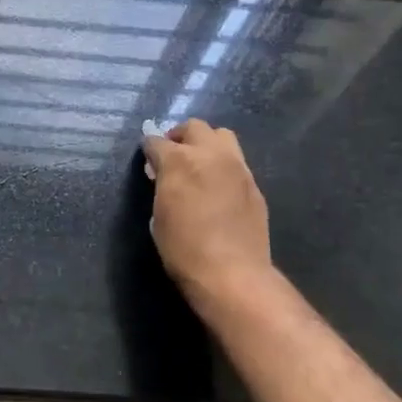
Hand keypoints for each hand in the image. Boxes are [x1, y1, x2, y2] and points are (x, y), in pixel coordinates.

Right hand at [142, 119, 273, 318]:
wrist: (232, 273)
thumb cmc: (183, 248)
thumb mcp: (158, 214)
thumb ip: (162, 186)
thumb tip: (163, 176)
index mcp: (179, 161)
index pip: (156, 141)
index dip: (148, 149)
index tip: (147, 159)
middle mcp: (210, 155)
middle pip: (194, 127)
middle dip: (179, 136)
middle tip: (172, 155)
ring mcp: (237, 167)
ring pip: (222, 136)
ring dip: (206, 144)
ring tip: (199, 164)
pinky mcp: (254, 184)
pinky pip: (236, 162)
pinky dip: (223, 165)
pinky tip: (218, 187)